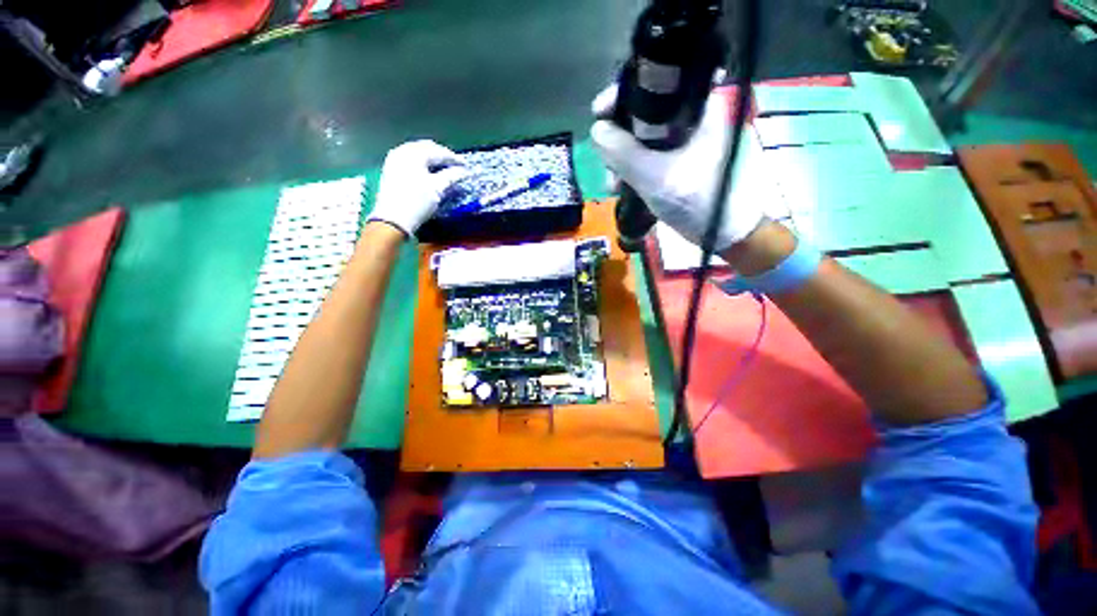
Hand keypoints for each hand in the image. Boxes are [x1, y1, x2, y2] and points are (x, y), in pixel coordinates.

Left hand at [368, 140, 466, 236]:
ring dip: (432, 159)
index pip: (439, 152)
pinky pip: (410, 159)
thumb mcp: (437, 189)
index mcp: (414, 154)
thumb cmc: (417, 202)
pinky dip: (422, 163)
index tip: (466, 166)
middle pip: (427, 148)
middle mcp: (402, 151)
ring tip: (444, 169)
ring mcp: (394, 159)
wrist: (393, 219)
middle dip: (442, 156)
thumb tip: (463, 171)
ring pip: (418, 153)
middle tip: (455, 166)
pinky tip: (429, 171)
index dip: (454, 159)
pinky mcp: (391, 169)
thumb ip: (451, 176)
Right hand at [589, 87, 763, 251]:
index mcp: (700, 105)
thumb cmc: (700, 202)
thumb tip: (597, 130)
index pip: (656, 81)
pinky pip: (651, 156)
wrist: (729, 234)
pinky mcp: (682, 159)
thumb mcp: (656, 178)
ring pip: (644, 137)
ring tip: (614, 186)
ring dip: (623, 159)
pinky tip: (623, 188)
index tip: (600, 112)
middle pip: (645, 112)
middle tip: (607, 162)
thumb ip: (623, 154)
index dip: (623, 93)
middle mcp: (694, 115)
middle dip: (619, 138)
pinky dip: (634, 169)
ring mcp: (688, 139)